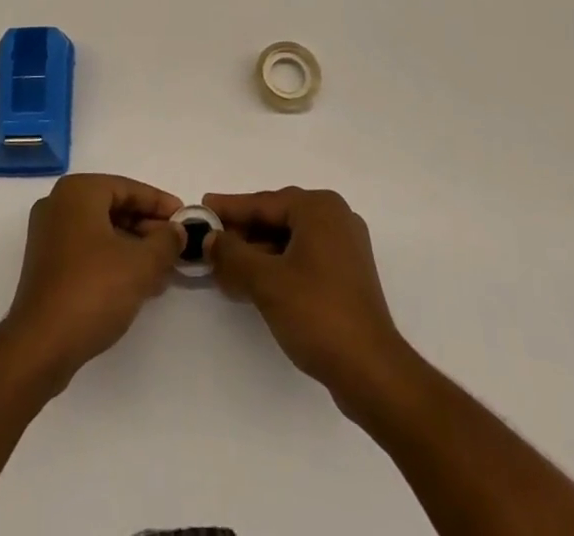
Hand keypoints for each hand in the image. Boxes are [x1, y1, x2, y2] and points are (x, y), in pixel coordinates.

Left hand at [0, 174, 182, 389]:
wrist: (40, 347)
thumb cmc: (93, 290)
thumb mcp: (141, 264)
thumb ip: (166, 241)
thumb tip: (177, 231)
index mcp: (78, 192)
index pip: (129, 188)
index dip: (160, 204)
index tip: (185, 219)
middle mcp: (59, 204)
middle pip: (114, 208)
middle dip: (147, 228)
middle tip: (176, 246)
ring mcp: (48, 235)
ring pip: (102, 231)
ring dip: (133, 247)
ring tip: (163, 269)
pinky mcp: (46, 264)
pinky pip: (88, 250)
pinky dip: (113, 260)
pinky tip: (138, 283)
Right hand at [205, 187, 413, 412]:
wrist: (372, 371)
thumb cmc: (317, 314)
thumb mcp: (266, 282)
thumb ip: (232, 255)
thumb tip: (210, 239)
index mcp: (319, 208)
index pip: (264, 202)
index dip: (229, 207)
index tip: (202, 207)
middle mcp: (335, 218)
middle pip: (277, 218)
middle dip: (242, 232)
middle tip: (209, 240)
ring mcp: (345, 248)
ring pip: (289, 240)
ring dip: (257, 253)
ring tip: (225, 267)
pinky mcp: (347, 276)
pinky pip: (303, 258)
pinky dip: (277, 266)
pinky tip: (253, 283)